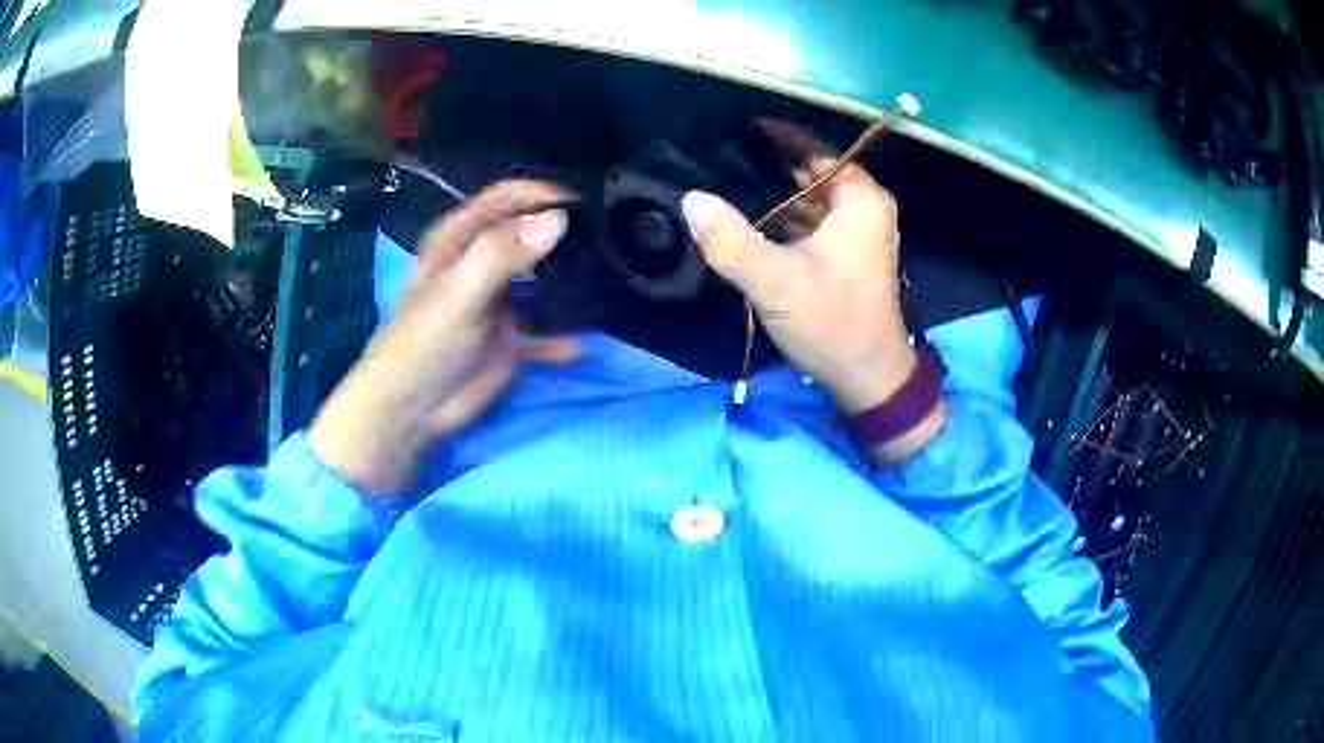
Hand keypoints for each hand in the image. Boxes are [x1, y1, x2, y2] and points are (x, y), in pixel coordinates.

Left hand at [309, 180, 578, 494]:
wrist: (413, 409)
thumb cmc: (424, 341)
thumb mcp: (459, 291)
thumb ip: (502, 253)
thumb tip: (558, 221)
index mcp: (460, 238)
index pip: (505, 198)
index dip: (540, 193)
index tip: (582, 203)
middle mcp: (482, 261)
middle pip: (529, 233)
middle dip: (563, 233)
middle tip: (606, 238)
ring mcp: (500, 298)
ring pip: (543, 278)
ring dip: (570, 280)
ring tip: (607, 280)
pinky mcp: (513, 336)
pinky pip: (548, 329)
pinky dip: (565, 335)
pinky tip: (582, 343)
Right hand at [681, 120, 944, 460]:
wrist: (868, 381)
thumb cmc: (834, 323)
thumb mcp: (777, 281)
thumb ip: (731, 240)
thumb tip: (691, 199)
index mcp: (861, 200)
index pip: (816, 149)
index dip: (778, 134)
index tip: (737, 125)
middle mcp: (862, 210)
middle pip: (810, 172)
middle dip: (767, 163)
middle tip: (718, 154)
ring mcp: (853, 235)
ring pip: (807, 200)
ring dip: (770, 193)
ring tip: (722, 181)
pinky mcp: (842, 258)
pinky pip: (807, 224)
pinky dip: (779, 219)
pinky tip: (744, 219)